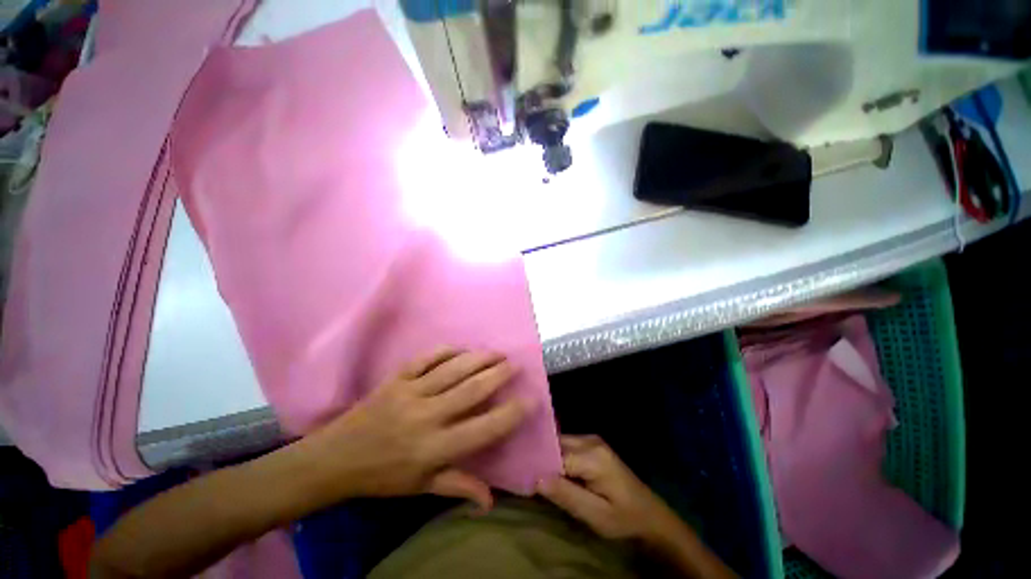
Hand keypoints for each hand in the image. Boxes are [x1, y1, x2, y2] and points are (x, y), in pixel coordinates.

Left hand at [296, 347, 530, 511]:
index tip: (530, 400)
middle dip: (498, 374)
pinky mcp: (396, 379)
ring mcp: (410, 393)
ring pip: (453, 369)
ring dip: (478, 358)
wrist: (336, 458)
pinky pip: (426, 359)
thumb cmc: (383, 476)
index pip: (483, 428)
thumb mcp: (421, 488)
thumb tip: (492, 500)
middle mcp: (427, 417)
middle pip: (471, 390)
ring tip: (496, 352)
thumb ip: (459, 487)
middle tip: (515, 364)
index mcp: (435, 448)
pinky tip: (461, 348)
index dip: (510, 414)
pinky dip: (446, 351)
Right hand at [537, 435, 678, 541]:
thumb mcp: (596, 515)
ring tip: (534, 471)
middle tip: (526, 474)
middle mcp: (591, 441)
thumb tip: (537, 479)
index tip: (524, 477)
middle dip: (542, 458)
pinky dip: (558, 456)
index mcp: (593, 456)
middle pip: (557, 444)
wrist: (651, 515)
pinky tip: (551, 469)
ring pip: (561, 443)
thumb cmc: (624, 519)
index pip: (556, 454)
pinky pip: (568, 446)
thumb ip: (567, 495)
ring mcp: (593, 441)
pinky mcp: (594, 446)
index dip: (539, 465)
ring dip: (549, 457)